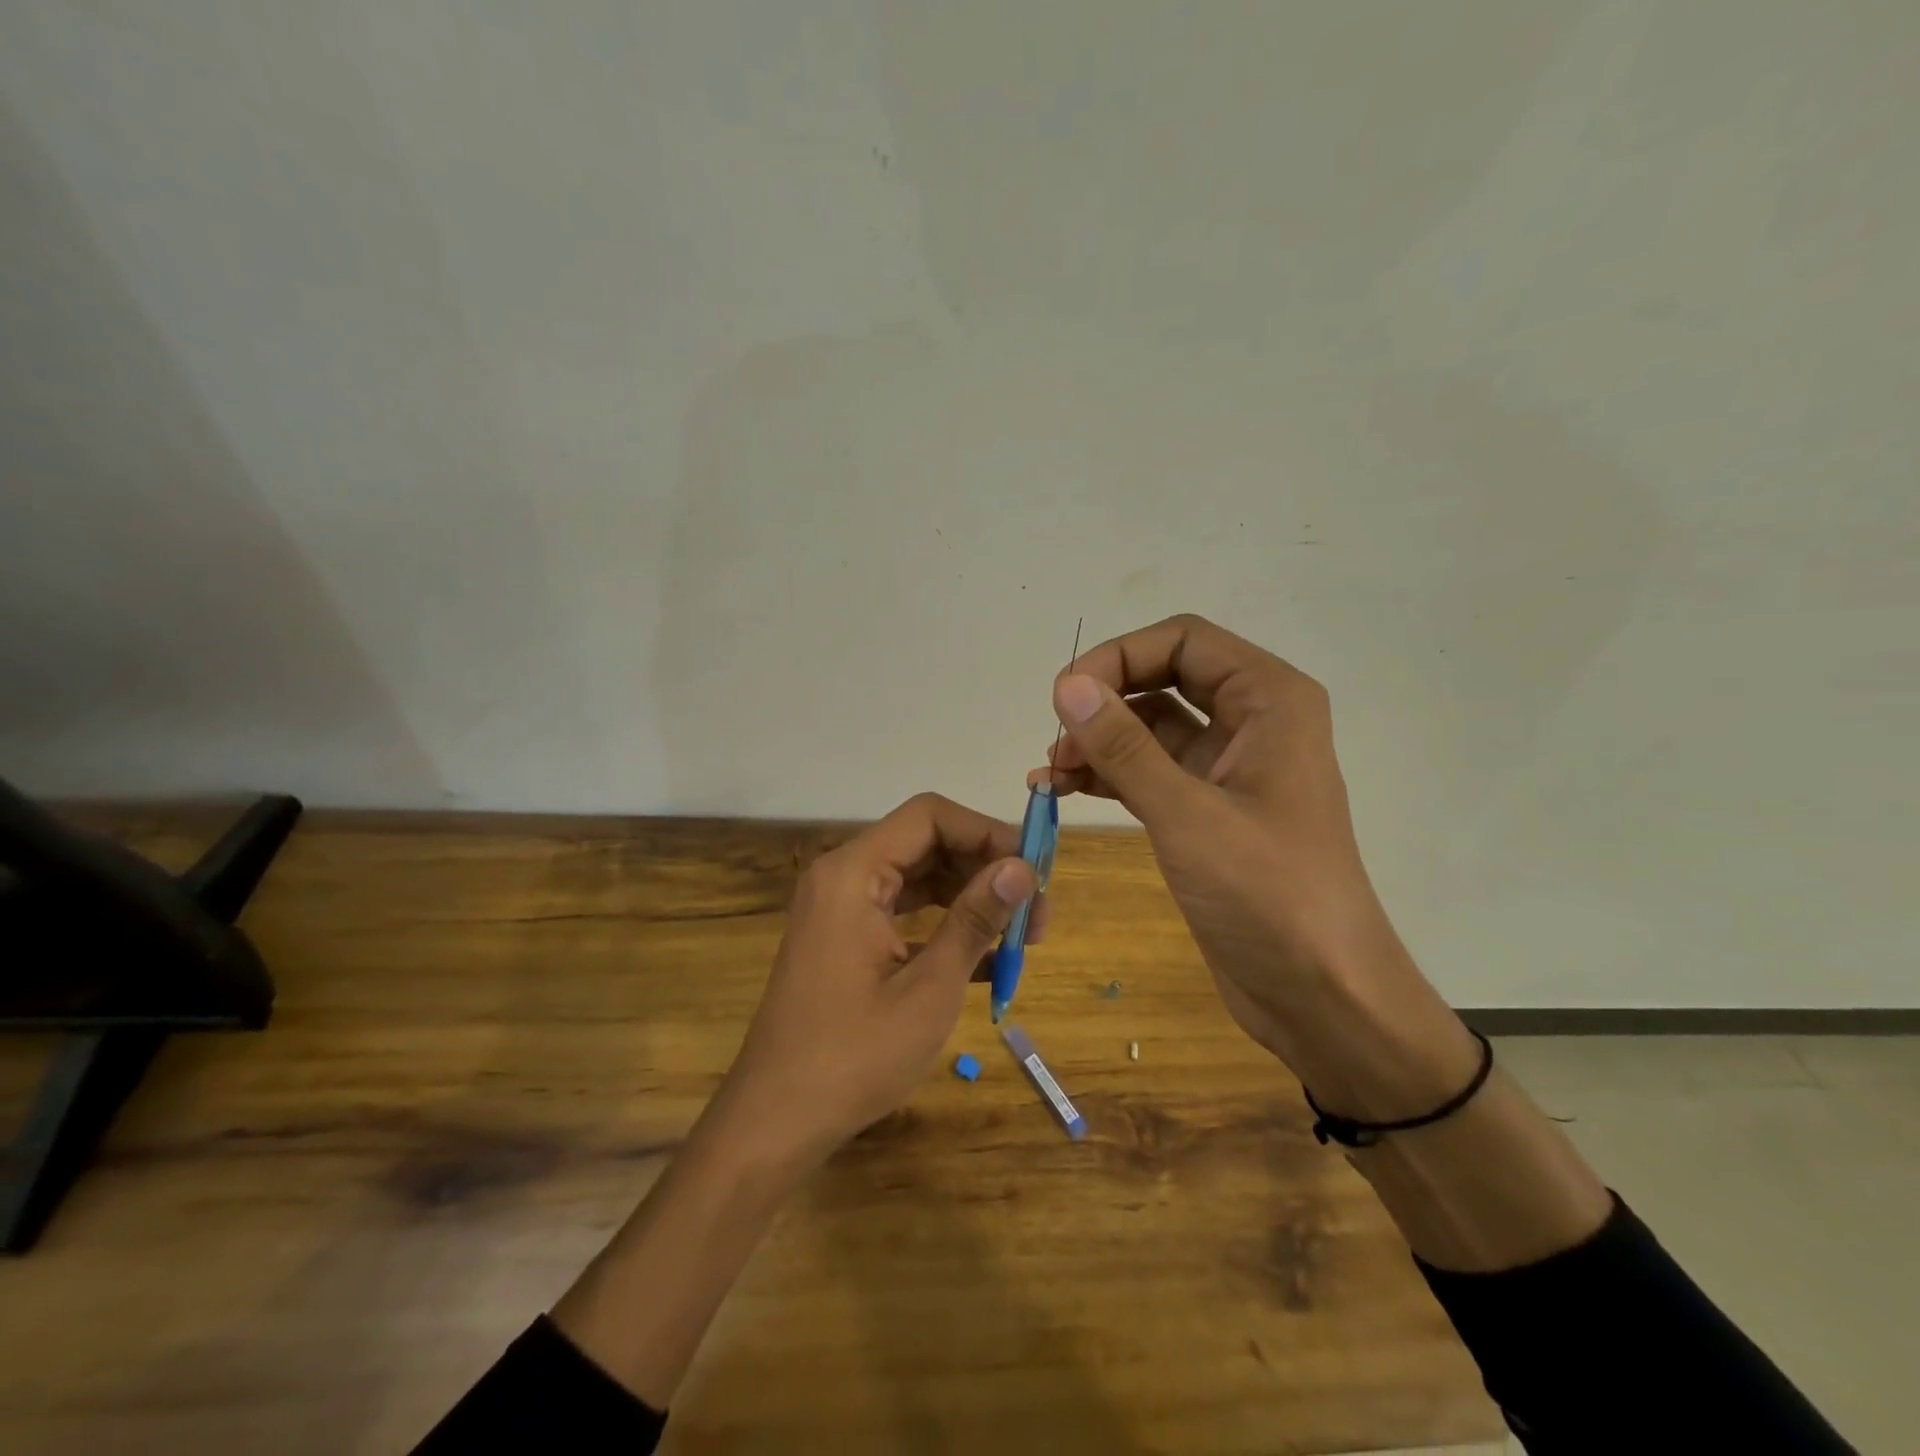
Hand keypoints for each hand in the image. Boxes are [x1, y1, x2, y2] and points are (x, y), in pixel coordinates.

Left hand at [711, 793, 1039, 1170]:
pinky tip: (987, 960)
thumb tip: (1022, 868)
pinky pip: (905, 911)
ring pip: (920, 877)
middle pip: (927, 843)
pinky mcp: (846, 937)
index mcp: (854, 873)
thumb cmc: (853, 1057)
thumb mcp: (929, 989)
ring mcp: (842, 907)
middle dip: (986, 869)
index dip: (987, 832)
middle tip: (1036, 914)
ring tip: (1020, 937)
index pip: (930, 816)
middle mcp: (844, 876)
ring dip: (971, 898)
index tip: (1033, 871)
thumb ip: (975, 920)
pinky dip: (945, 925)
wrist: (776, 1122)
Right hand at [1029, 614, 1413, 1066]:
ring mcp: (1230, 767)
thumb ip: (1124, 746)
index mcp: (1270, 700)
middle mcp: (1253, 721)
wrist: (1322, 995)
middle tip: (1055, 736)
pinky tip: (1063, 790)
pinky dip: (1109, 774)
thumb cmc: (1268, 895)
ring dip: (1099, 740)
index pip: (1183, 640)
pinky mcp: (1209, 810)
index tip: (1065, 696)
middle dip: (1105, 699)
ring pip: (1152, 726)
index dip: (1119, 656)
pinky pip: (1151, 770)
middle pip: (1165, 676)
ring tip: (1048, 771)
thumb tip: (1067, 685)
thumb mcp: (1187, 814)